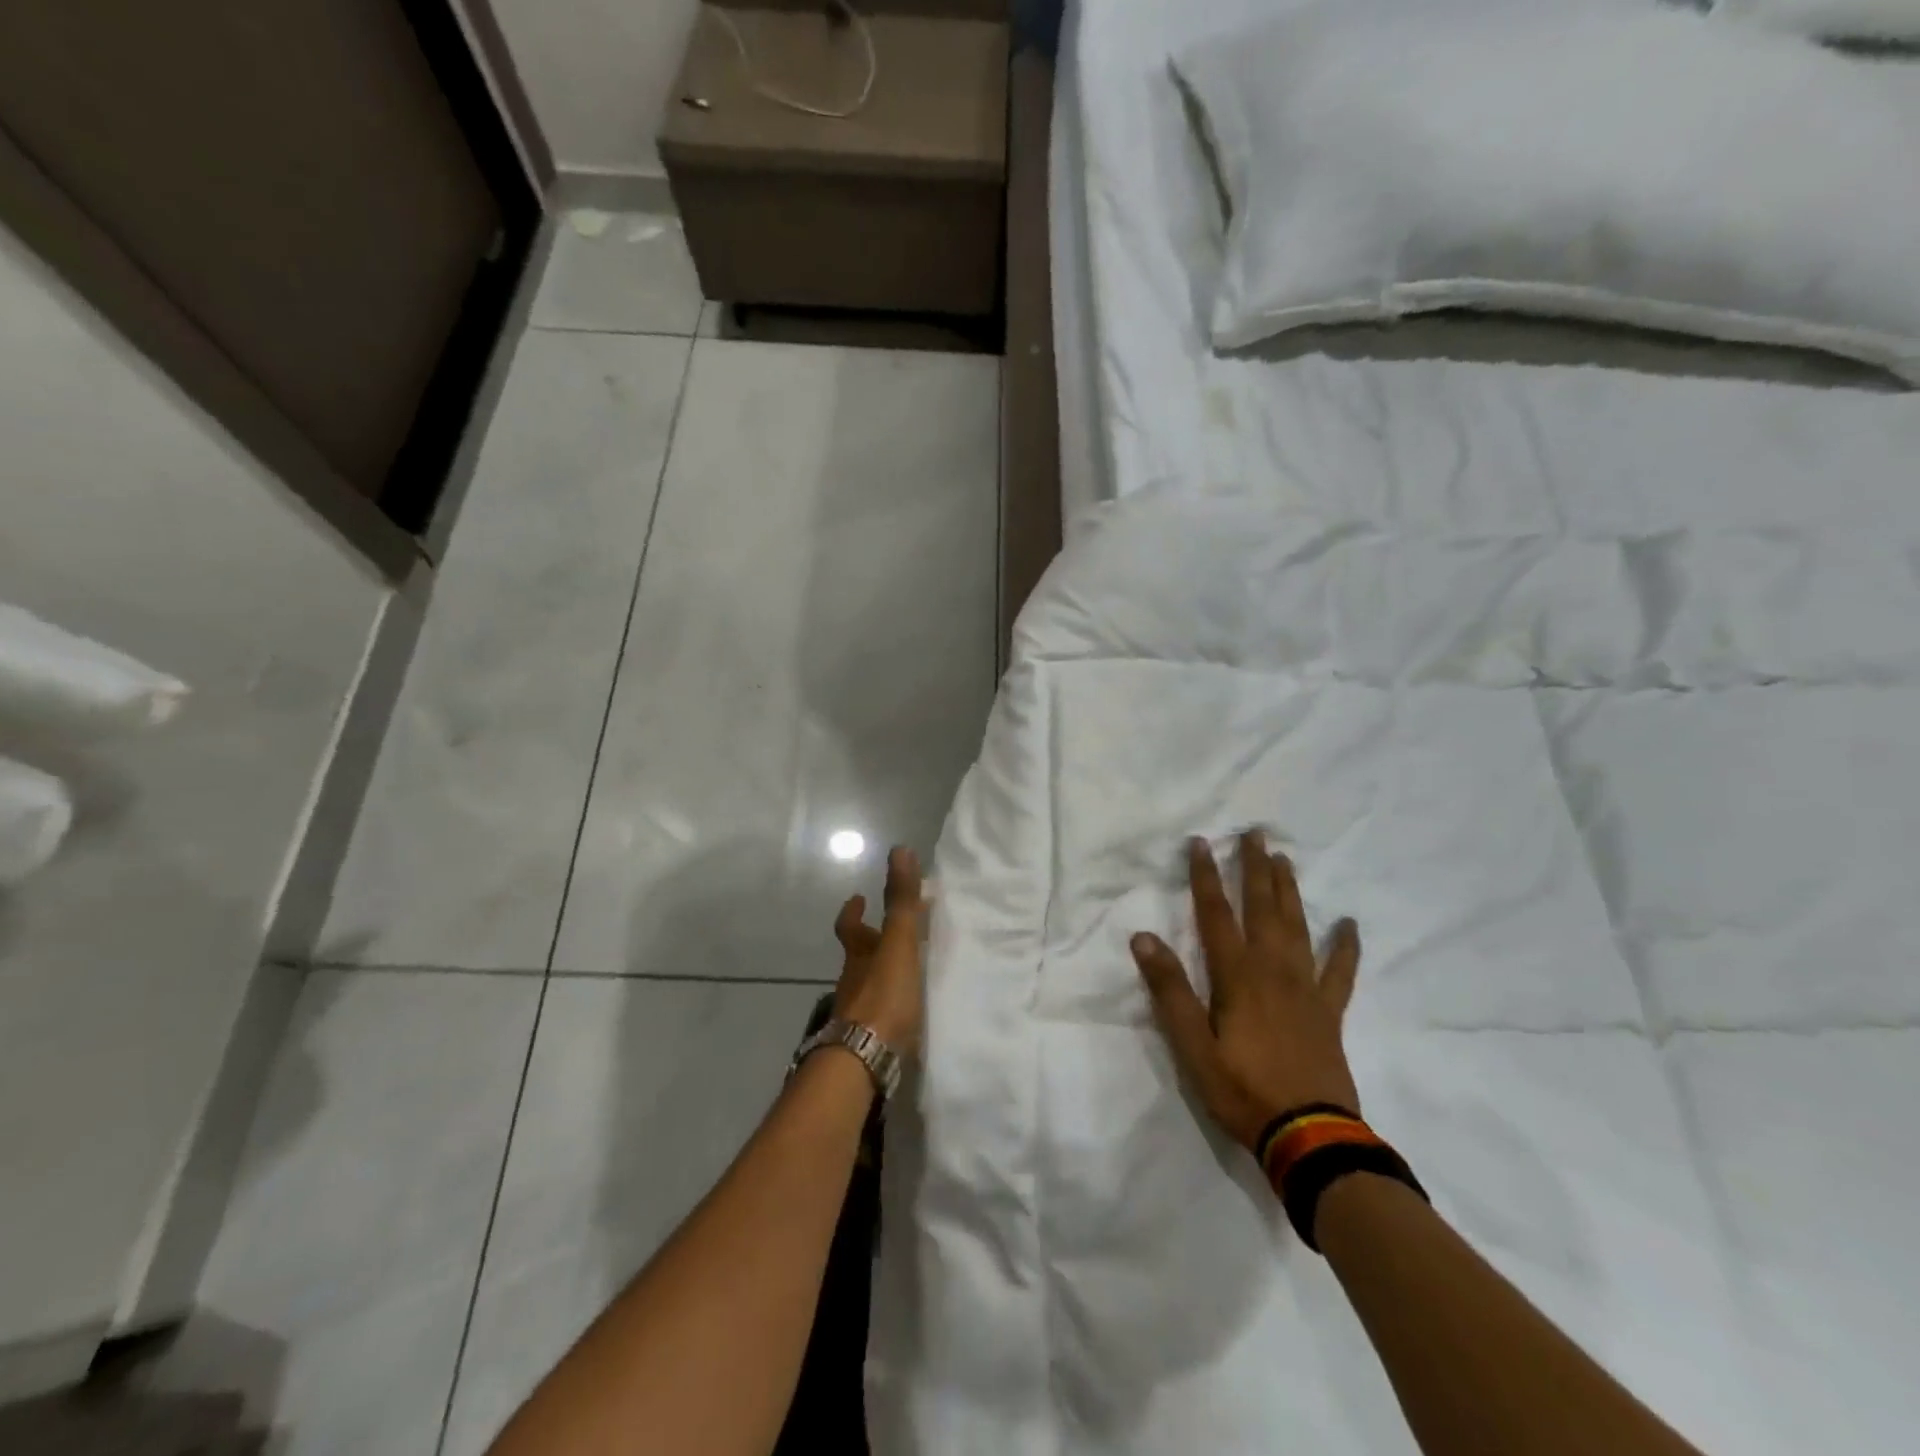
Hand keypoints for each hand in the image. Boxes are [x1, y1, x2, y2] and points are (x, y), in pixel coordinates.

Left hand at [832, 846, 925, 1052]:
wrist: (865, 1061)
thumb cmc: (882, 997)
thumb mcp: (897, 943)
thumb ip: (901, 901)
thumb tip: (899, 849)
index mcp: (859, 955)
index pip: (849, 927)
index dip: (853, 912)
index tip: (857, 898)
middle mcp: (853, 982)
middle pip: (858, 957)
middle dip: (871, 944)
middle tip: (889, 935)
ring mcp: (857, 1014)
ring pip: (868, 987)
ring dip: (882, 976)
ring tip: (907, 974)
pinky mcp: (869, 1041)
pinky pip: (879, 1016)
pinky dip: (890, 1008)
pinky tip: (907, 1014)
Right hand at [1131, 831, 1361, 1151]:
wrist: (1309, 1137)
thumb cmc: (1242, 1090)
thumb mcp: (1191, 1046)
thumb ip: (1169, 990)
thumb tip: (1143, 938)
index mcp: (1237, 976)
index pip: (1215, 913)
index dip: (1205, 876)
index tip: (1200, 843)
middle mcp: (1273, 970)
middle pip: (1262, 908)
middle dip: (1254, 868)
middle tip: (1255, 833)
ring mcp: (1306, 989)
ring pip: (1297, 927)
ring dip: (1289, 891)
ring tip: (1284, 859)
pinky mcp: (1329, 1011)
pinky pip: (1339, 971)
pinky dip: (1345, 946)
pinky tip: (1349, 924)